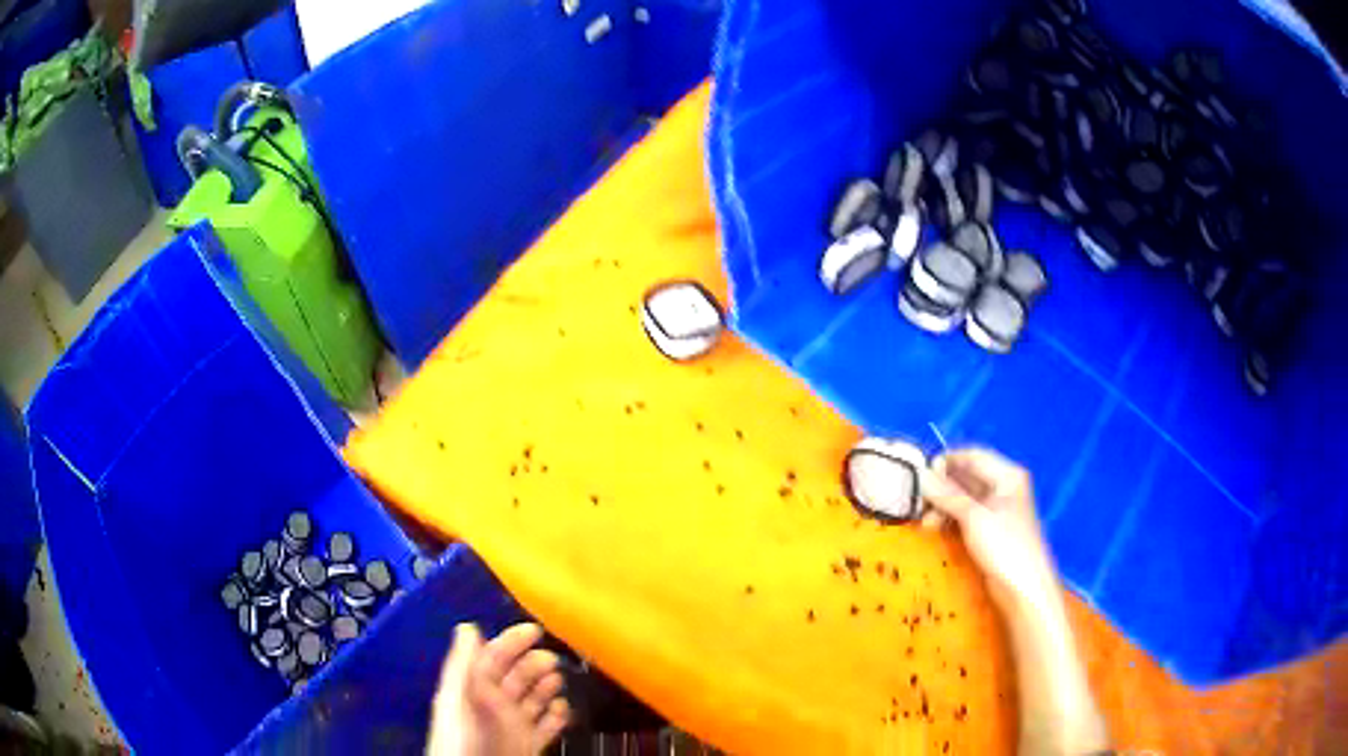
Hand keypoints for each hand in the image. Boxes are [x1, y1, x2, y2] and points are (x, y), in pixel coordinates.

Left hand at [427, 623, 570, 755]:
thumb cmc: (463, 737)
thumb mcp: (460, 696)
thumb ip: (466, 664)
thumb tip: (468, 628)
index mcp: (471, 689)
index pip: (492, 658)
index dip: (511, 642)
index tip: (534, 631)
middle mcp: (492, 706)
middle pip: (516, 677)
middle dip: (534, 664)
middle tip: (551, 659)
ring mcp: (511, 725)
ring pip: (533, 700)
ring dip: (547, 688)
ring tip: (557, 681)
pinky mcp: (528, 744)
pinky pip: (547, 726)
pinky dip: (558, 716)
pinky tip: (563, 708)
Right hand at [920, 448, 1059, 612]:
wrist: (1022, 588)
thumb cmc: (1005, 546)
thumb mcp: (975, 517)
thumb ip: (948, 495)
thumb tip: (922, 475)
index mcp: (1007, 475)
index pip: (973, 455)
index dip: (947, 461)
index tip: (921, 475)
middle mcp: (1002, 487)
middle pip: (967, 476)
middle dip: (942, 487)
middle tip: (918, 502)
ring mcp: (995, 509)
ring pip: (963, 497)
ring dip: (942, 505)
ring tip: (924, 522)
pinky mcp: (988, 529)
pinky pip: (964, 515)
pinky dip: (949, 518)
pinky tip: (934, 528)